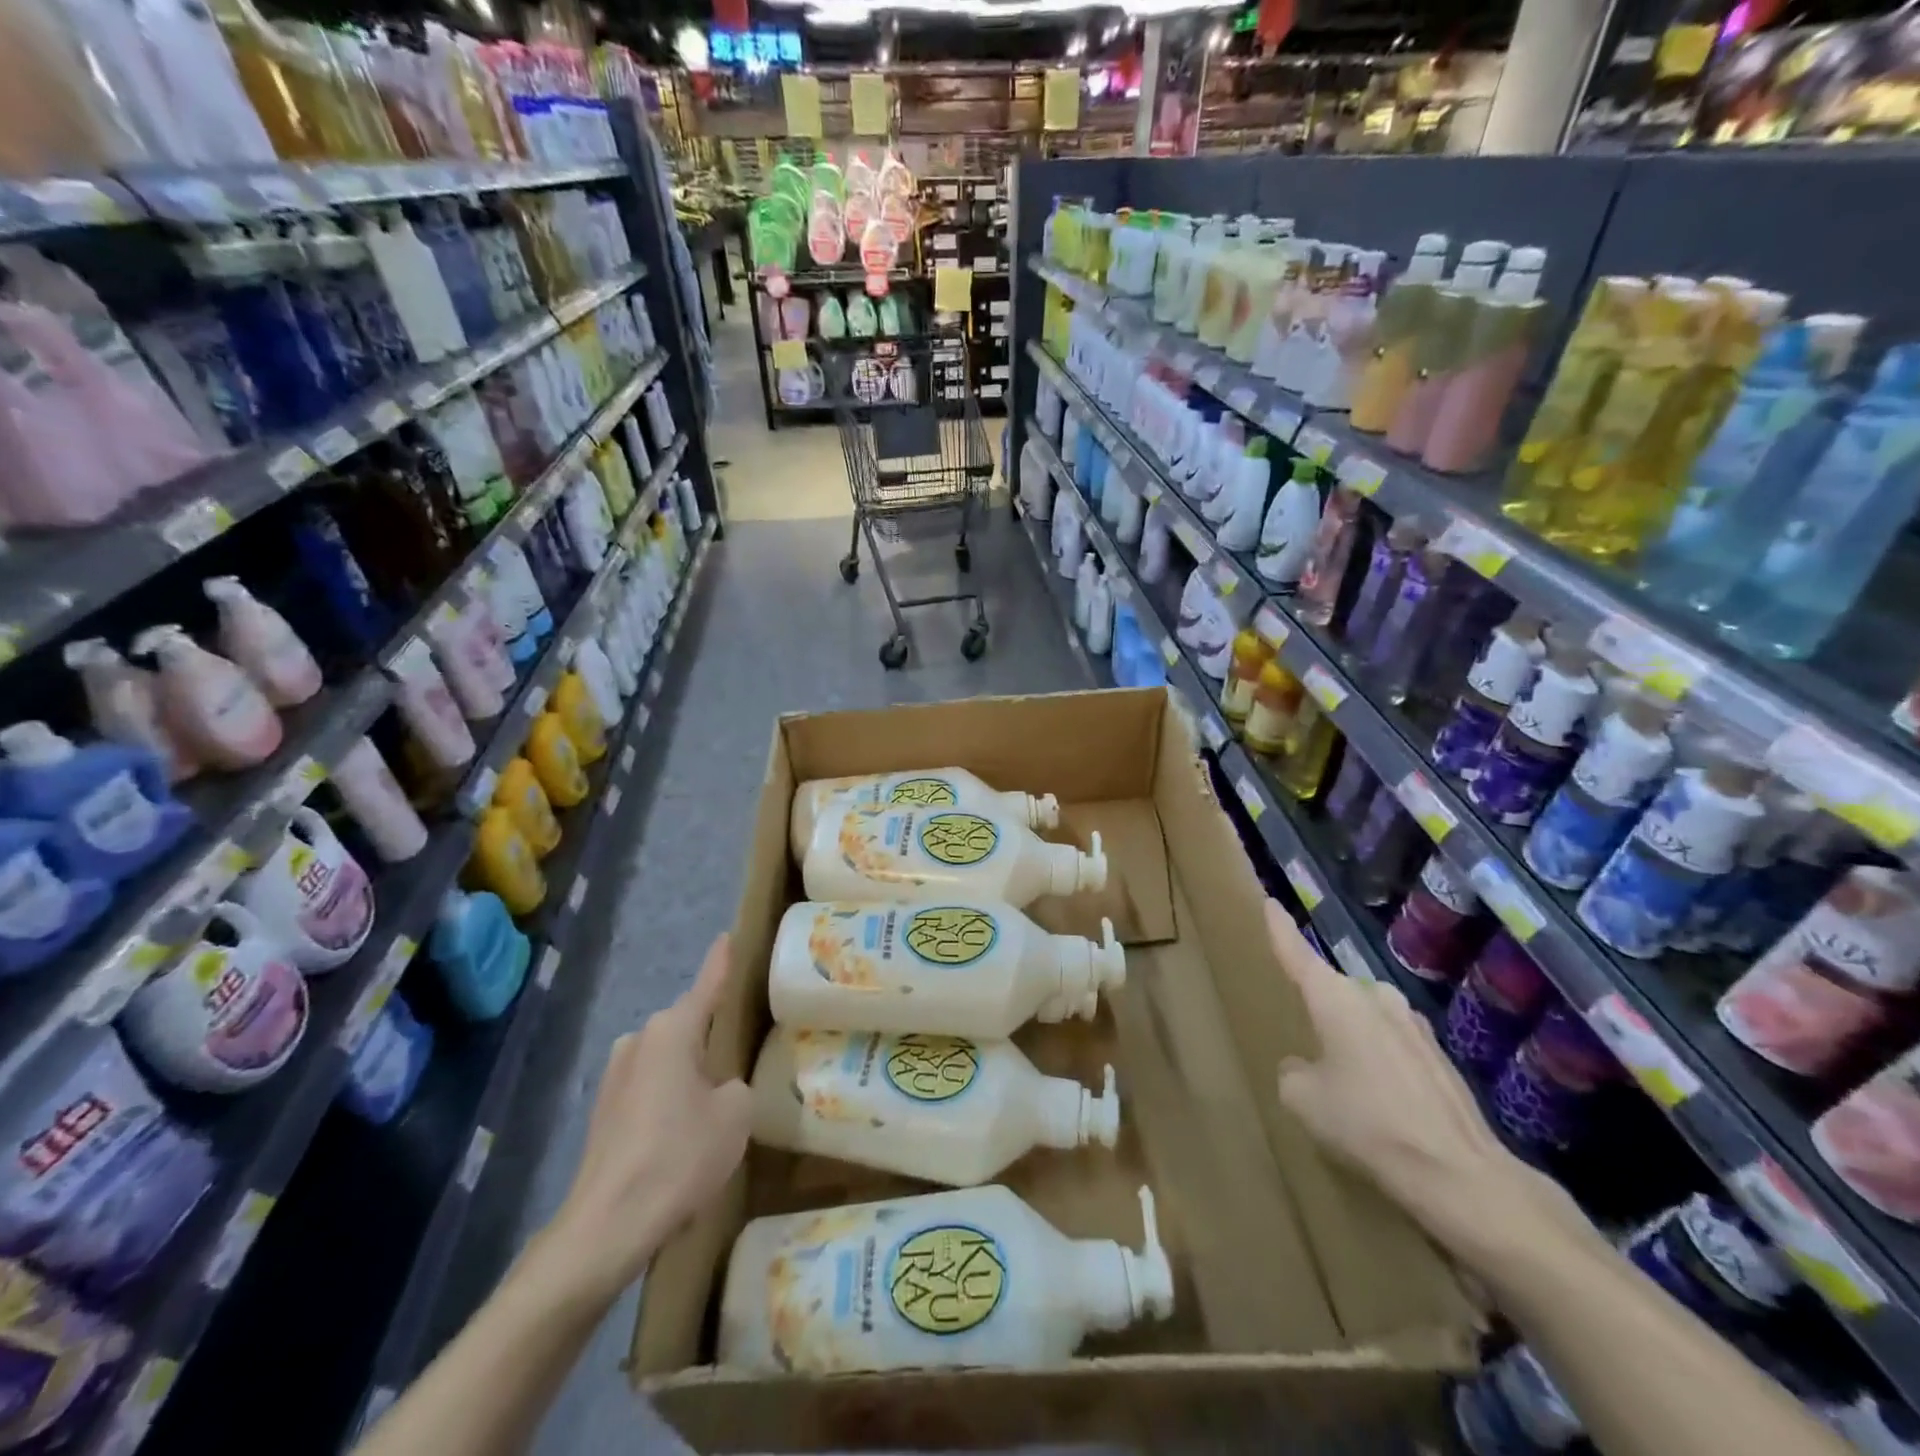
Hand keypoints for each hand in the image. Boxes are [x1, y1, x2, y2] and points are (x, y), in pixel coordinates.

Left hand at [541, 934, 751, 1305]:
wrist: (607, 1226)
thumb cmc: (679, 1156)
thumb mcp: (736, 1114)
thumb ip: (737, 1086)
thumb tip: (719, 1089)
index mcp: (673, 1030)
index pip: (707, 984)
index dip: (721, 962)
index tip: (728, 937)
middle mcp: (639, 1040)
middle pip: (687, 1026)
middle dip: (712, 1036)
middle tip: (742, 1054)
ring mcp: (615, 1076)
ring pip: (668, 1060)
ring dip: (690, 1073)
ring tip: (714, 1108)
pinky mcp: (603, 1112)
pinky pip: (650, 1089)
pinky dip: (670, 1101)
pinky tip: (682, 1138)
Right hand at [1264, 901, 1585, 1270]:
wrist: (1461, 1175)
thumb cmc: (1368, 1124)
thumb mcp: (1304, 1100)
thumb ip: (1293, 1071)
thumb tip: (1305, 1066)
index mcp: (1336, 999)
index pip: (1297, 954)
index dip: (1280, 929)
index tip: (1270, 903)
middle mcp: (1375, 998)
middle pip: (1335, 991)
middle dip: (1320, 1008)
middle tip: (1305, 1036)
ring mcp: (1414, 1026)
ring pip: (1367, 1019)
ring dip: (1353, 1037)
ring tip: (1344, 1077)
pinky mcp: (1441, 1057)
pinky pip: (1394, 1046)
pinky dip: (1381, 1063)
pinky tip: (1382, 1103)